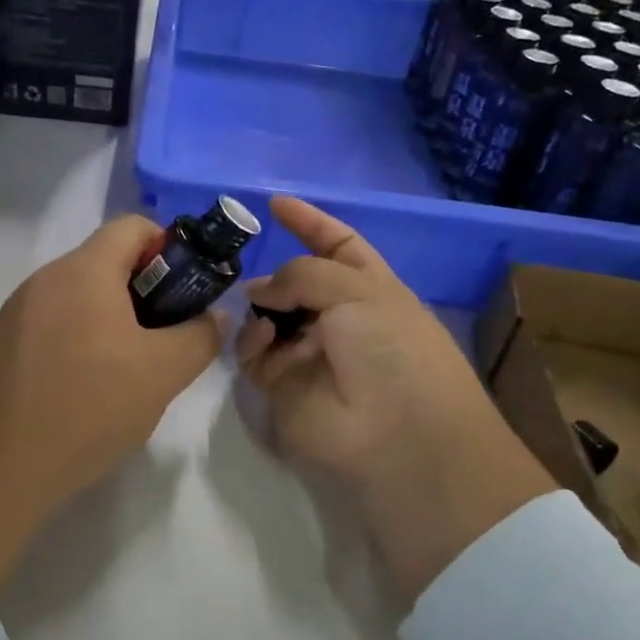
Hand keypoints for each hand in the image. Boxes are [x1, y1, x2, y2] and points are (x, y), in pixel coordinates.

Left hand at [0, 215, 225, 595]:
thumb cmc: (90, 407)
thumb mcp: (164, 373)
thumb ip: (200, 336)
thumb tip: (214, 316)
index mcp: (84, 270)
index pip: (133, 226)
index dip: (168, 248)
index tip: (183, 293)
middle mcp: (44, 278)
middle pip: (105, 262)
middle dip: (143, 291)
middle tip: (162, 339)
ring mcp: (15, 311)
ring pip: (77, 296)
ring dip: (110, 319)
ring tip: (124, 371)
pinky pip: (50, 324)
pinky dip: (76, 339)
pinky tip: (81, 388)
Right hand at [237, 196, 557, 598]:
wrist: (396, 435)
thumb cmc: (392, 348)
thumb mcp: (358, 289)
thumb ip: (301, 274)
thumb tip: (260, 291)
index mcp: (370, 288)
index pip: (337, 245)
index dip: (310, 223)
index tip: (275, 204)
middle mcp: (339, 318)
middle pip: (295, 283)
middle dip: (273, 273)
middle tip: (243, 264)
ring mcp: (310, 353)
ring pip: (268, 317)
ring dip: (261, 307)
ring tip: (262, 312)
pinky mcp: (283, 387)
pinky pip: (255, 353)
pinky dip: (253, 342)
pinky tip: (262, 341)